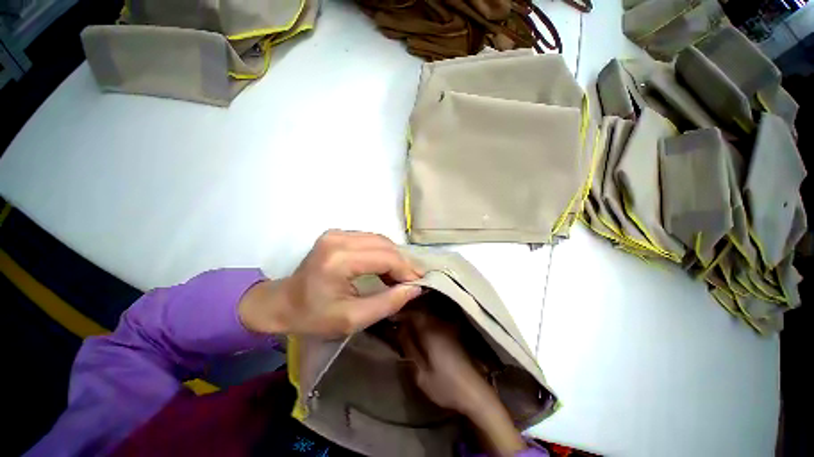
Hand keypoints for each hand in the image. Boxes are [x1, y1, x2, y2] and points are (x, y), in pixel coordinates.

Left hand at [239, 230, 423, 337]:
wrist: (281, 303)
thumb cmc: (313, 316)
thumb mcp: (352, 319)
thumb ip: (386, 303)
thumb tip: (414, 288)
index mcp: (339, 259)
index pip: (385, 258)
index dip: (405, 270)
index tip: (419, 283)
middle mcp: (338, 238)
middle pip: (385, 245)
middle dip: (403, 263)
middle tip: (413, 280)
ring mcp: (337, 233)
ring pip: (380, 240)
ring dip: (394, 257)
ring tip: (401, 275)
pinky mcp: (338, 234)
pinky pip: (370, 240)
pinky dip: (383, 252)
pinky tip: (386, 267)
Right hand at [397, 312, 492, 414]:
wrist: (476, 392)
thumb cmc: (446, 385)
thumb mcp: (420, 372)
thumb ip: (408, 347)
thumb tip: (399, 328)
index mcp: (430, 329)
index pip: (411, 312)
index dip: (398, 312)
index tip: (388, 315)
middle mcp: (439, 321)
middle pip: (419, 309)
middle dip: (406, 311)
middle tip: (394, 319)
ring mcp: (448, 324)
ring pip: (427, 312)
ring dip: (415, 314)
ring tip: (404, 322)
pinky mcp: (453, 330)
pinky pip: (434, 318)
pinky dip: (424, 319)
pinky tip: (419, 328)